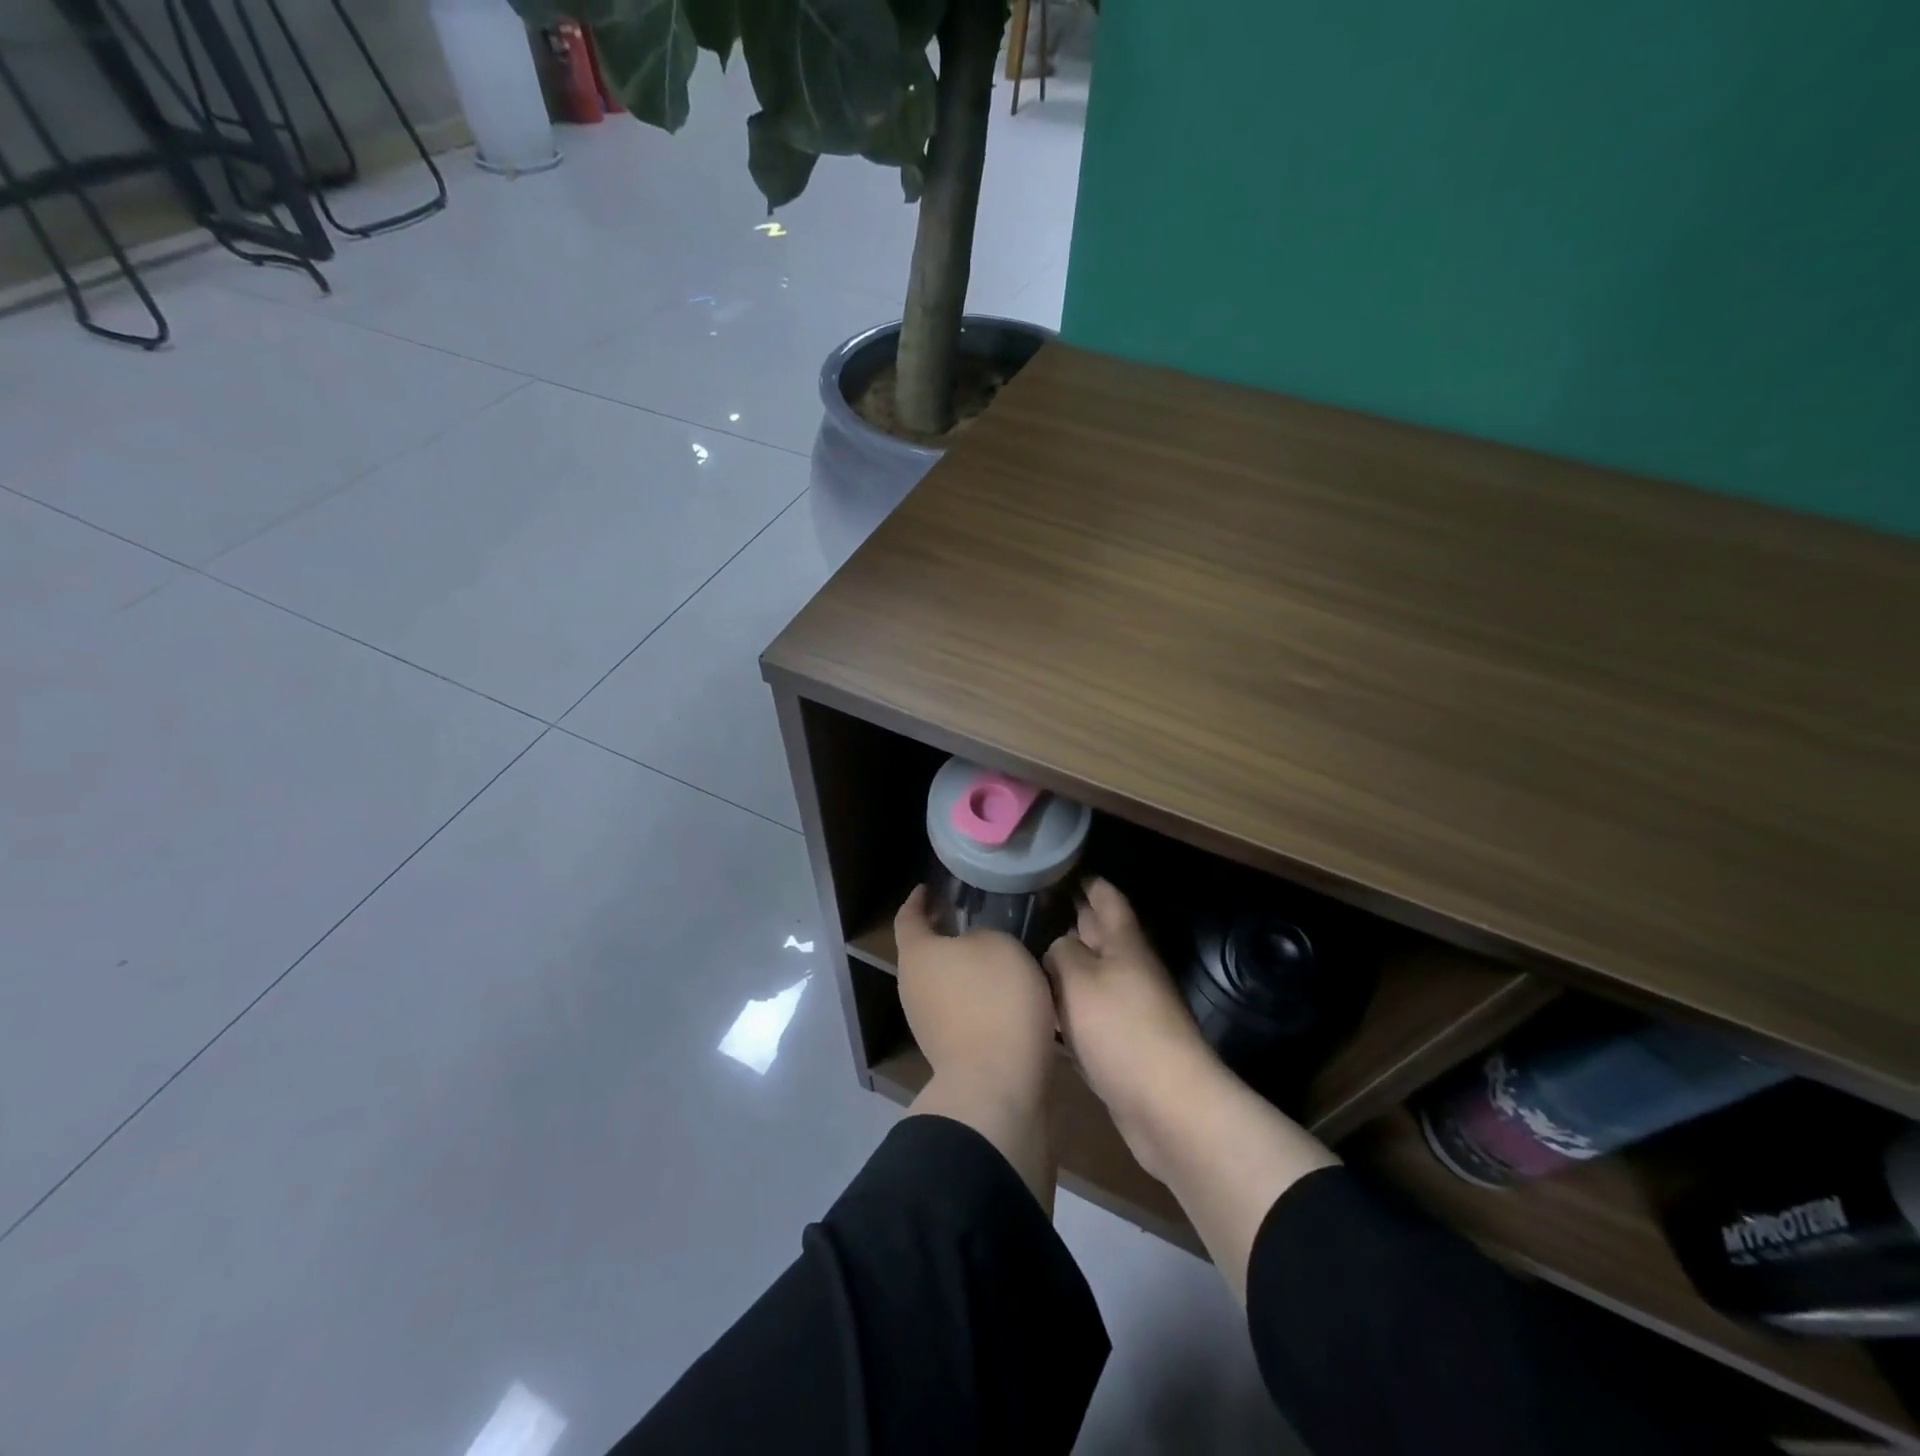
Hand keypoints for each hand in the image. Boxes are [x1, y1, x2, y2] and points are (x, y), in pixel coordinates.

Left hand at [894, 886, 1056, 1103]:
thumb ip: (982, 935)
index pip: (907, 917)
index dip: (917, 900)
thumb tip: (974, 946)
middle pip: (922, 952)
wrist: (996, 1085)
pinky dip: (972, 996)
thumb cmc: (994, 999)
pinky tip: (1000, 993)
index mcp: (916, 954)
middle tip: (967, 917)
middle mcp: (911, 986)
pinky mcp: (947, 1050)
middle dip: (942, 934)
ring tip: (991, 954)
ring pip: (940, 982)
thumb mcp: (999, 945)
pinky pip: (957, 1009)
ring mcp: (926, 1022)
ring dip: (960, 967)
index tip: (928, 888)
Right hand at [1044, 879, 1216, 1175]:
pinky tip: (1043, 1011)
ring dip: (1066, 967)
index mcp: (1124, 944)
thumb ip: (1062, 953)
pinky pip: (1089, 1015)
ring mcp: (1128, 1009)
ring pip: (1092, 977)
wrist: (1167, 1105)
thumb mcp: (1081, 979)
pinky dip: (1068, 1008)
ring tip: (1027, 956)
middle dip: (1072, 921)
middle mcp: (1129, 970)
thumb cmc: (1122, 1029)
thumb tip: (1058, 946)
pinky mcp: (1122, 1045)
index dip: (1087, 881)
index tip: (1060, 868)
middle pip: (1099, 936)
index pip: (1106, 898)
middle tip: (1031, 909)